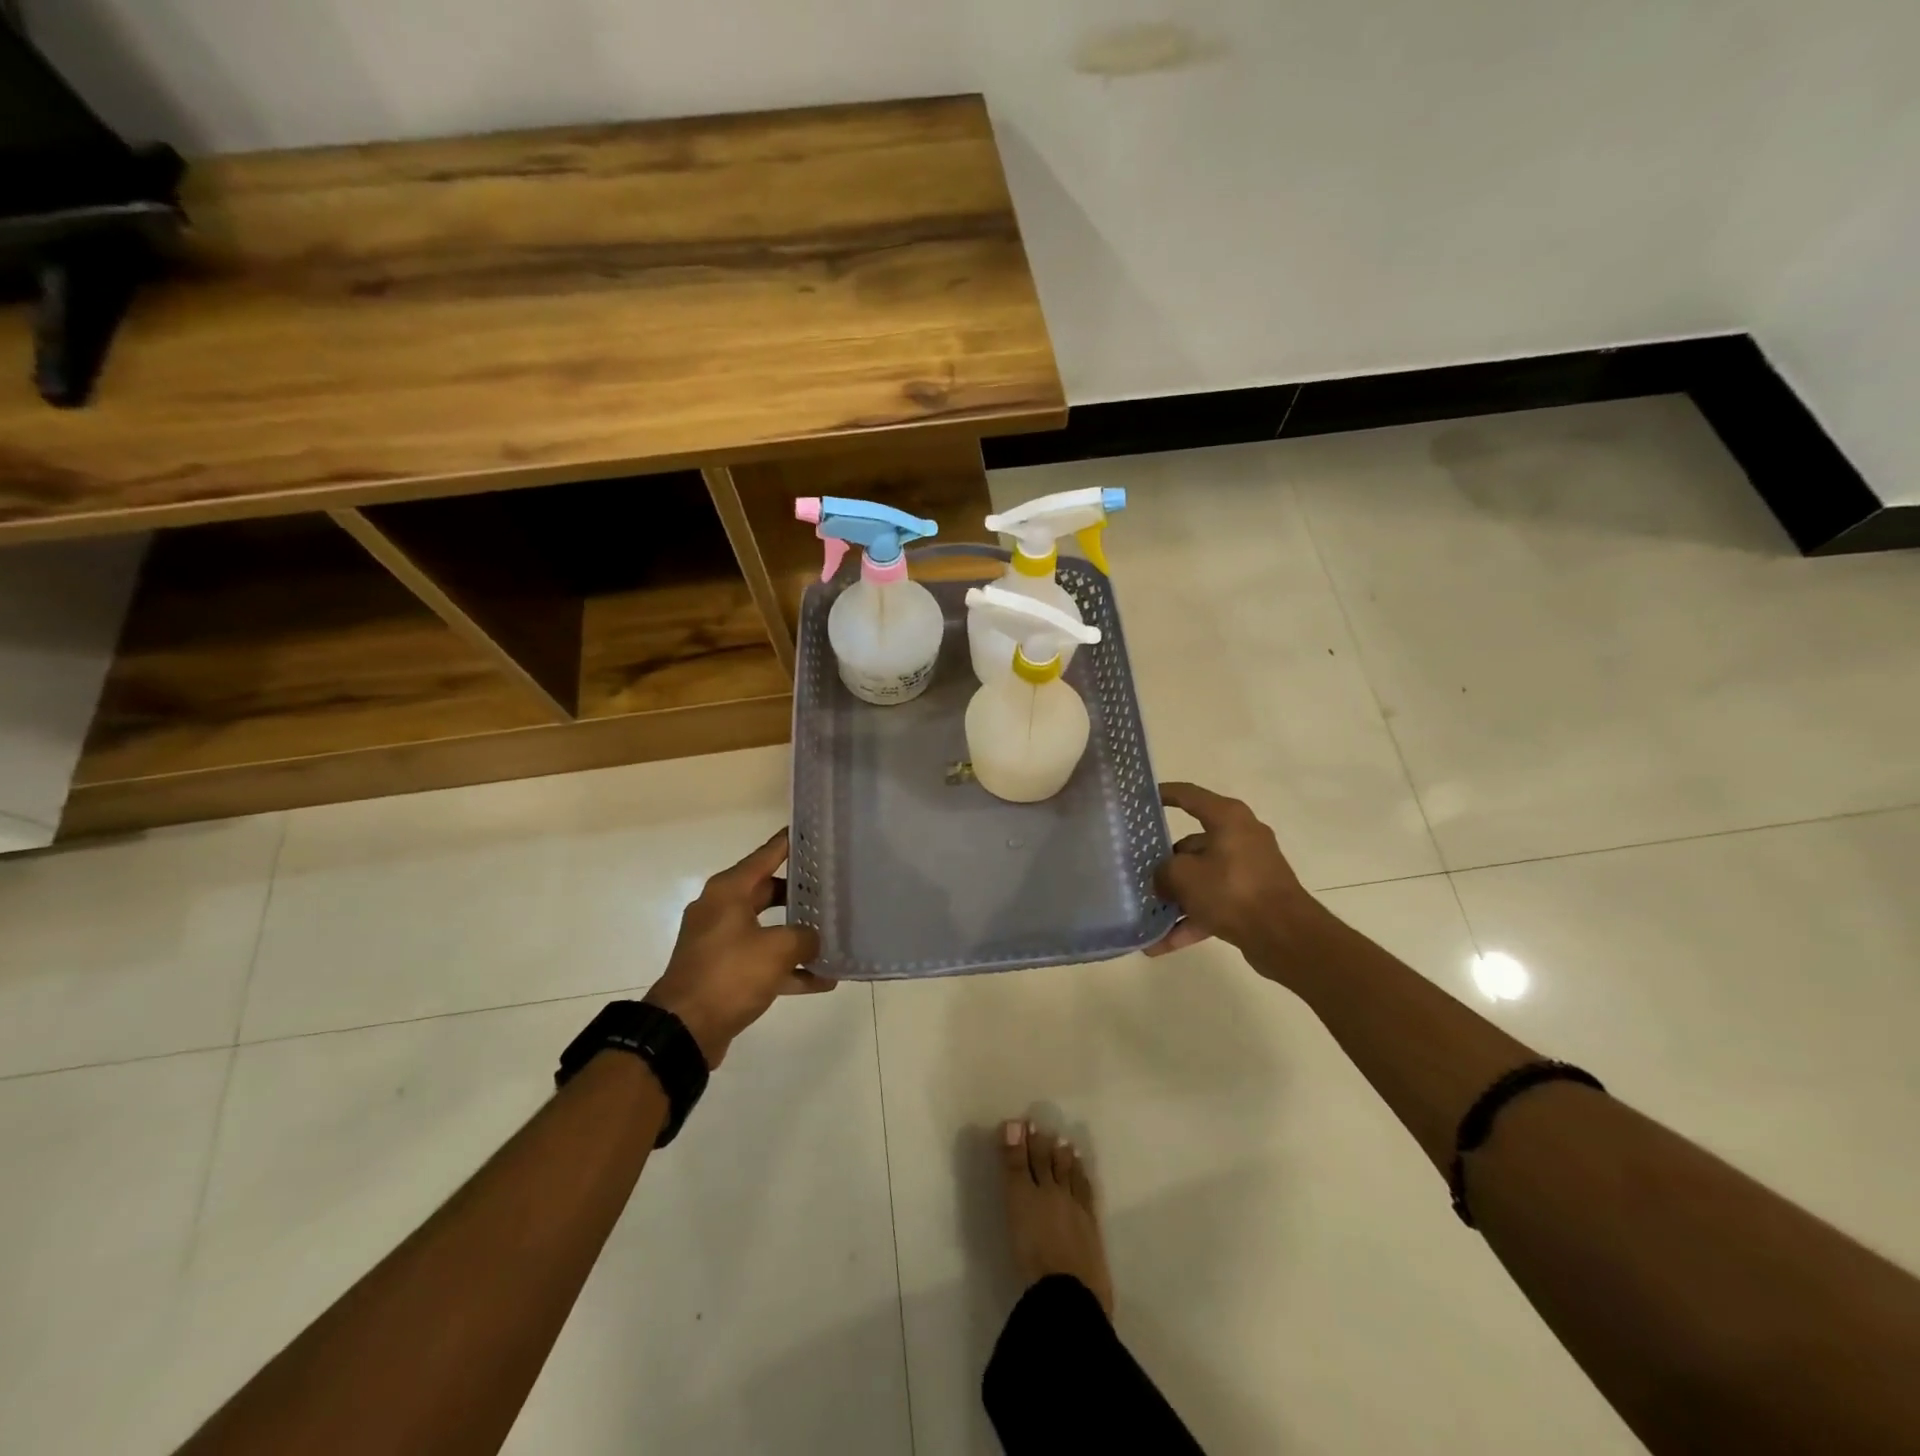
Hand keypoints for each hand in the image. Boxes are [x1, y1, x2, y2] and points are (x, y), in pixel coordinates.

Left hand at [643, 829, 830, 1067]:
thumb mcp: (778, 949)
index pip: (766, 855)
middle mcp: (722, 910)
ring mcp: (721, 942)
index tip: (813, 831)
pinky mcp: (724, 973)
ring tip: (834, 934)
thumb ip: (804, 937)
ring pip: (769, 928)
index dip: (790, 843)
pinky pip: (763, 961)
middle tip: (834, 887)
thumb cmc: (729, 975)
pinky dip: (789, 968)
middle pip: (768, 891)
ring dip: (798, 935)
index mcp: (728, 891)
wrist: (683, 1030)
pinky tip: (822, 980)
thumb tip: (813, 939)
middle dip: (801, 892)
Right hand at [1147, 782, 1329, 971]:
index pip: (1189, 795)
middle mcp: (1241, 837)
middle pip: (1192, 844)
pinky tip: (1160, 944)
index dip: (1164, 794)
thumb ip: (1163, 872)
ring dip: (1175, 897)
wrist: (1285, 937)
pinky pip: (1214, 904)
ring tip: (1145, 913)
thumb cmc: (1232, 890)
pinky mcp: (1252, 899)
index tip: (1141, 799)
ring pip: (1202, 878)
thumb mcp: (1183, 876)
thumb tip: (1162, 879)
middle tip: (1137, 871)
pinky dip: (1191, 921)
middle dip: (1164, 862)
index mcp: (1227, 818)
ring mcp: (1249, 870)